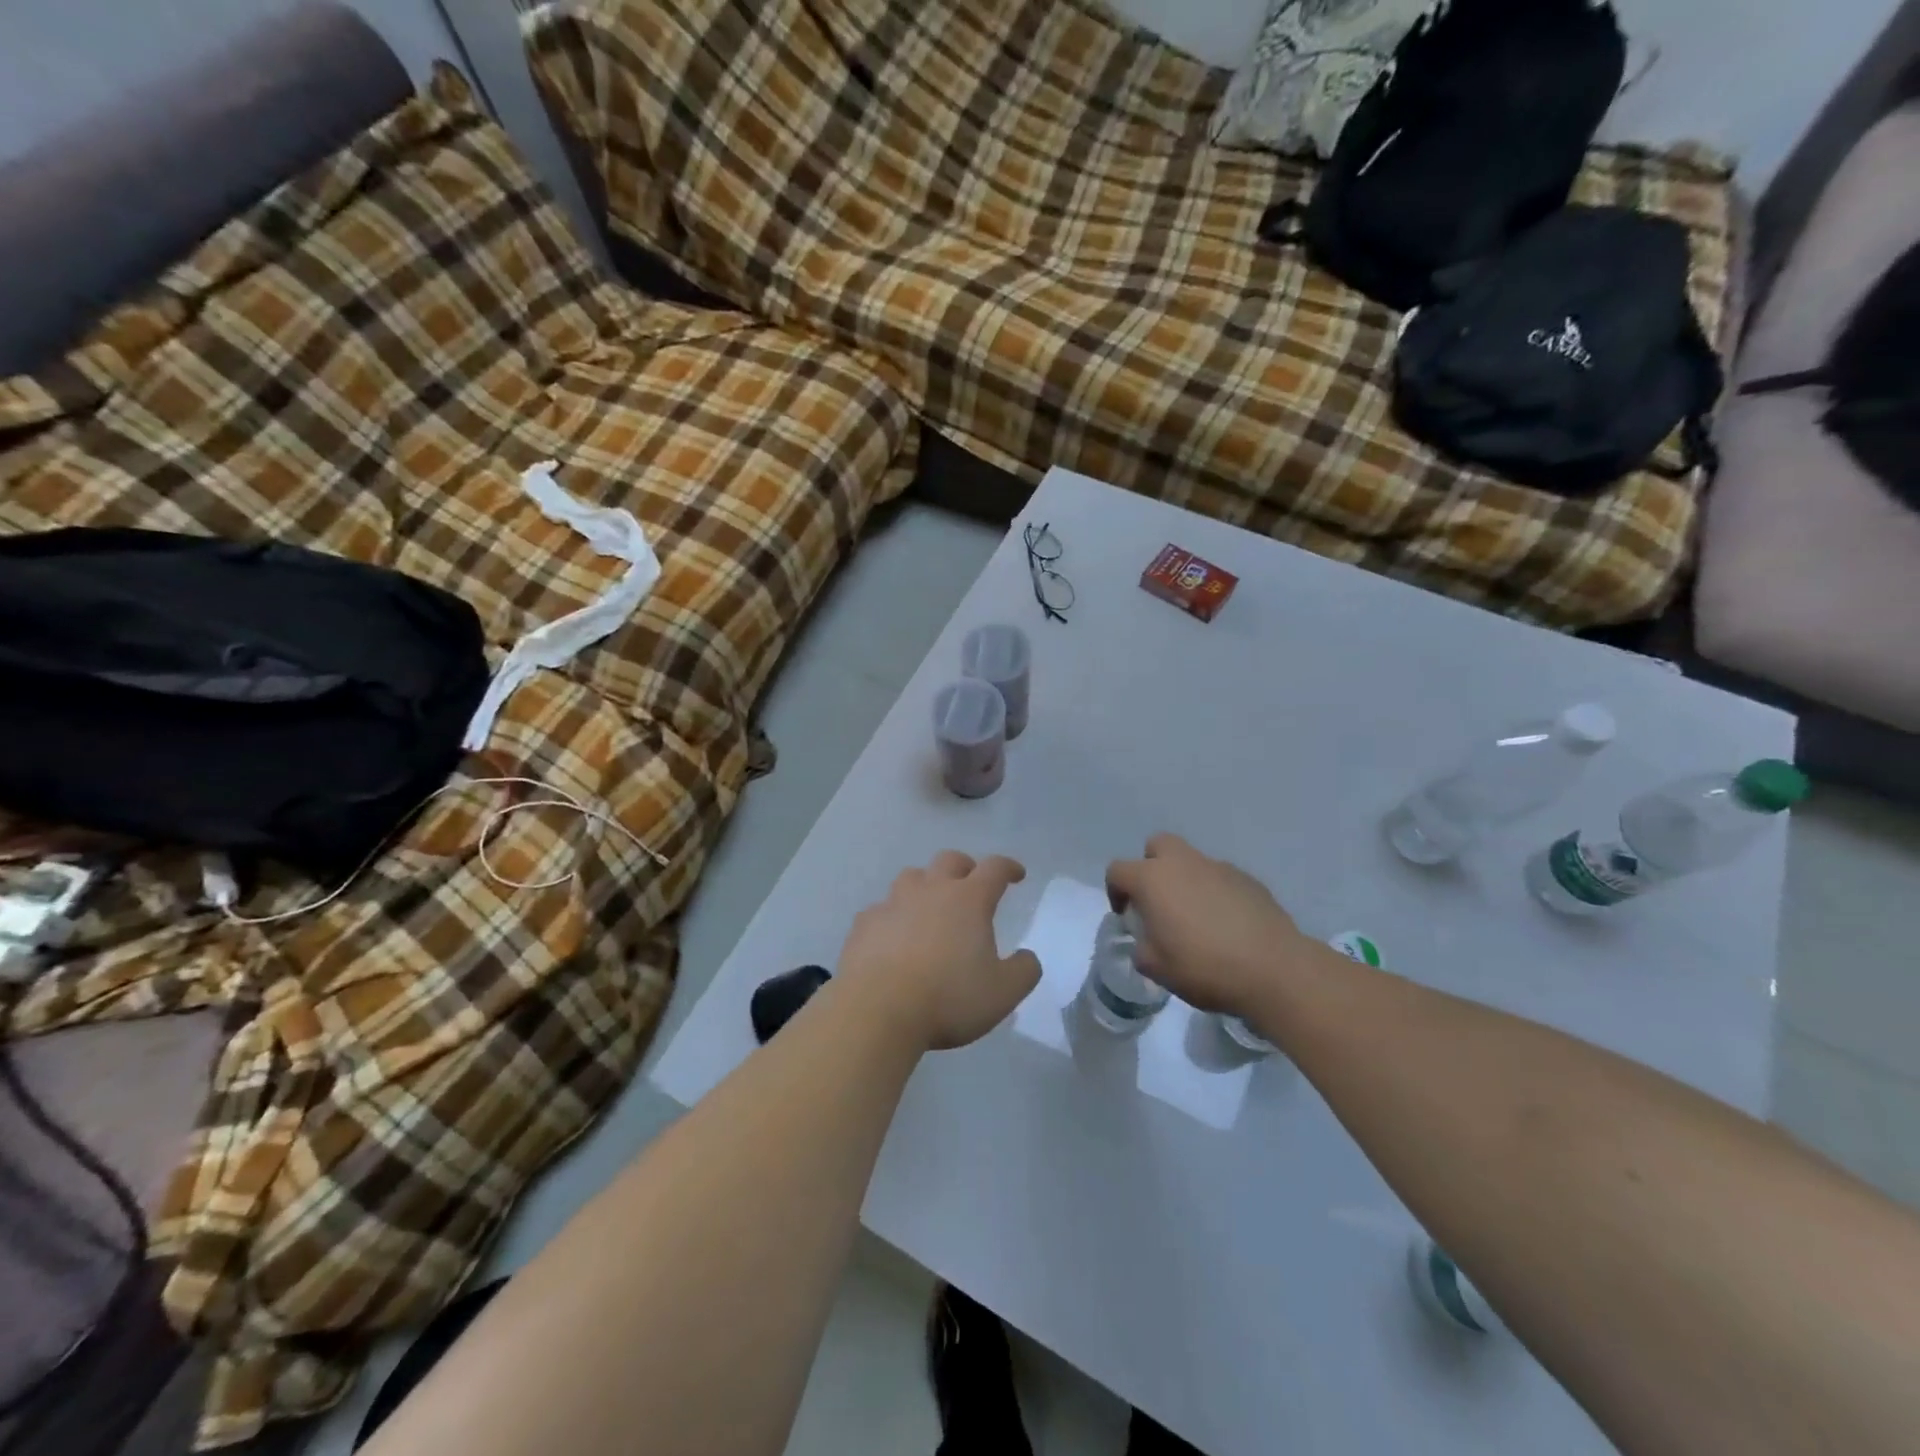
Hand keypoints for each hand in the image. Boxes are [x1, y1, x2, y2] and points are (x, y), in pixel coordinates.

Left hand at [837, 851, 1041, 1051]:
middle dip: (965, 867)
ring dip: (926, 885)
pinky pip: (881, 909)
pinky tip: (893, 937)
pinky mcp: (864, 924)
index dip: (1008, 868)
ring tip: (930, 907)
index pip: (994, 869)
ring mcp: (892, 903)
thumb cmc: (949, 997)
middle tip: (971, 883)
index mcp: (968, 900)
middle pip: (949, 860)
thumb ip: (1024, 971)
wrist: (877, 1009)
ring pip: (911, 877)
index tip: (1016, 874)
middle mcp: (931, 890)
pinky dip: (893, 917)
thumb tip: (1027, 957)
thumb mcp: (1003, 993)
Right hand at [1104, 834, 1311, 1016]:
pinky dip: (1215, 893)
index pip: (1118, 870)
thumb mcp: (1156, 968)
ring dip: (1185, 880)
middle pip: (1157, 845)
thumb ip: (1142, 948)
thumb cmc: (1204, 967)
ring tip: (1196, 918)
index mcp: (1152, 879)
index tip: (1126, 915)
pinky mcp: (1248, 879)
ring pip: (1191, 861)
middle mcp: (1183, 863)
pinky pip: (1220, 878)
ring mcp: (1218, 867)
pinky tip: (1226, 924)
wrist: (1273, 969)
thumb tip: (1147, 941)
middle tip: (1158, 901)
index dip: (1115, 891)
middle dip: (1151, 866)